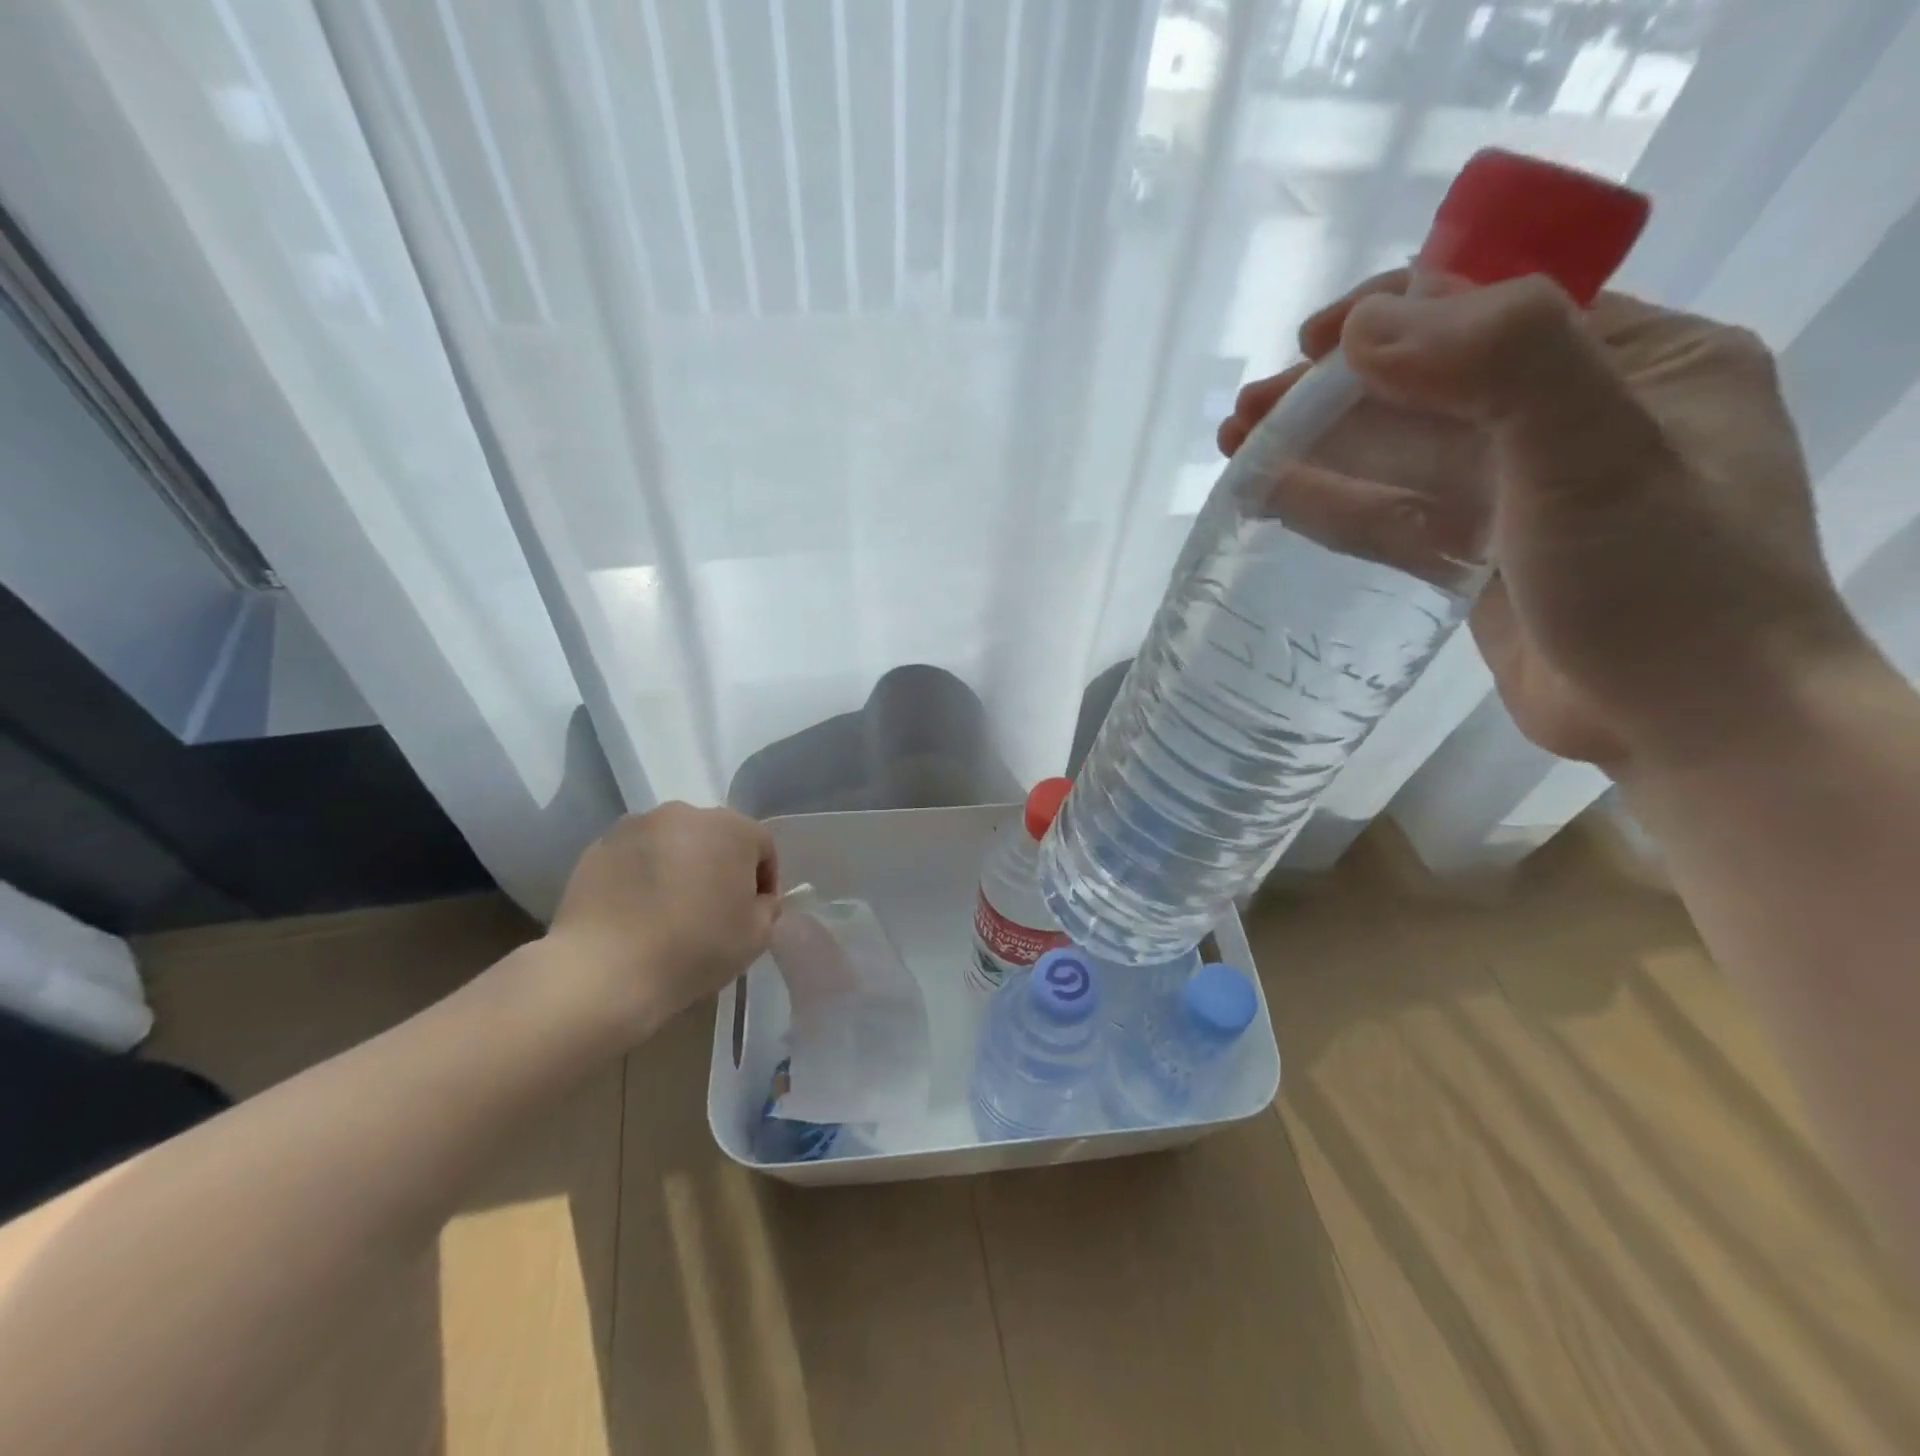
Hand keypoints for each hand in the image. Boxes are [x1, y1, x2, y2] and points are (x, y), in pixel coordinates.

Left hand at [543, 802, 779, 1043]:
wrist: (604, 971)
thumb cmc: (694, 950)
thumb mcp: (756, 937)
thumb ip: (767, 908)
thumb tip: (757, 899)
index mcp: (732, 829)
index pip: (762, 846)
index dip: (764, 880)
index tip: (754, 912)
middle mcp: (686, 813)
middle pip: (716, 837)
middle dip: (720, 866)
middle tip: (714, 908)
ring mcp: (637, 826)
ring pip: (673, 842)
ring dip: (681, 866)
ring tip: (671, 908)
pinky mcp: (599, 845)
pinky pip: (636, 856)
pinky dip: (643, 874)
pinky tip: (638, 911)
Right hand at [1218, 271, 1859, 772]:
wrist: (1687, 724)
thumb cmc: (1663, 583)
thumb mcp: (1598, 453)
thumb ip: (1501, 363)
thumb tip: (1363, 328)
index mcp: (1635, 359)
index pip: (1494, 312)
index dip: (1395, 316)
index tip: (1308, 344)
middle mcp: (1575, 415)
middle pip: (1430, 388)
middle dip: (1332, 394)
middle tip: (1245, 413)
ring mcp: (1520, 493)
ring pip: (1400, 456)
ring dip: (1318, 448)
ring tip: (1237, 447)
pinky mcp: (1478, 557)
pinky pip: (1395, 515)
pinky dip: (1334, 503)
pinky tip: (1273, 497)